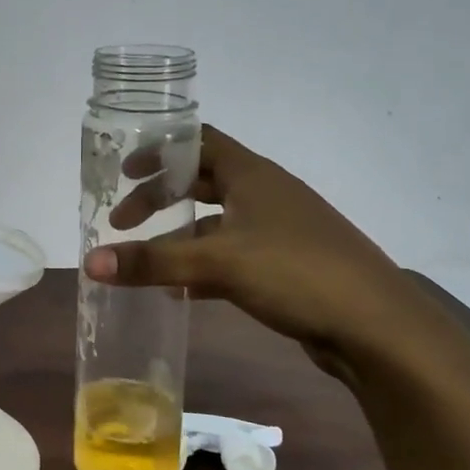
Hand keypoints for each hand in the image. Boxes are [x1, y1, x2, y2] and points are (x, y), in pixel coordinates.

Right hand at [83, 125, 434, 364]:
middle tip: (124, 221)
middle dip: (160, 198)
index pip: (197, 142)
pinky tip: (184, 292)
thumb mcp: (218, 263)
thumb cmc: (296, 272)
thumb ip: (152, 263)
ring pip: (217, 222)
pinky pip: (233, 254)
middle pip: (201, 181)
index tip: (124, 171)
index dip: (158, 150)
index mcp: (251, 174)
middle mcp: (265, 193)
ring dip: (180, 237)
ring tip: (146, 261)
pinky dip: (204, 265)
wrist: (379, 327)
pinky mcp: (288, 264)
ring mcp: (280, 229)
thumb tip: (90, 262)